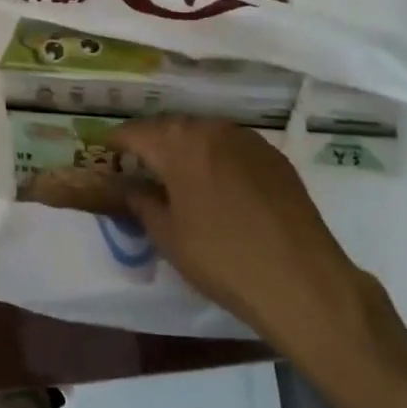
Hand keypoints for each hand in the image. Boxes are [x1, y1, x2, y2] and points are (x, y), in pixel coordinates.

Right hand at [83, 116, 368, 343]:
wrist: (302, 280)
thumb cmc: (223, 259)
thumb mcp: (168, 236)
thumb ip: (141, 202)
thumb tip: (127, 185)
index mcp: (178, 143)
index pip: (134, 132)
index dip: (115, 142)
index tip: (104, 152)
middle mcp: (210, 128)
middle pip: (169, 128)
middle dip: (151, 143)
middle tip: (139, 167)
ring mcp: (246, 138)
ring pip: (203, 134)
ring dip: (186, 148)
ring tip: (178, 175)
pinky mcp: (273, 155)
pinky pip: (232, 146)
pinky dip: (216, 157)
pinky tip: (219, 185)